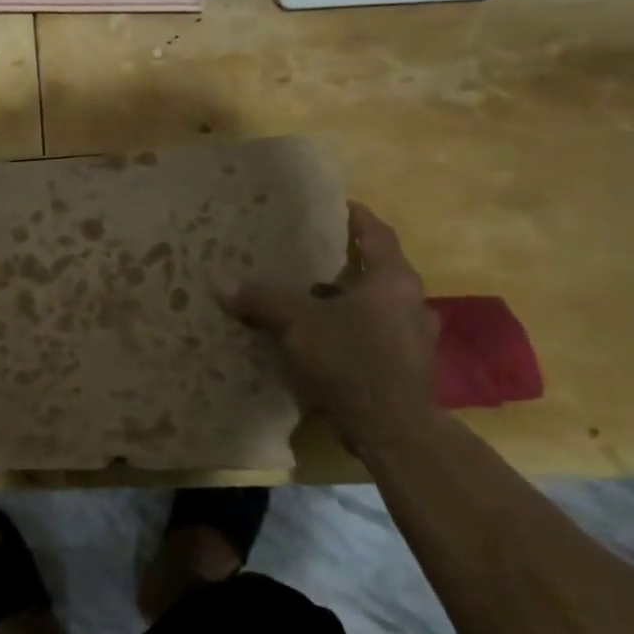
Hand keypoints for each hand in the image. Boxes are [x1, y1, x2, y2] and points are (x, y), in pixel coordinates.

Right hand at [219, 202, 438, 444]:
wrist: (392, 428)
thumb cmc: (351, 358)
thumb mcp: (298, 321)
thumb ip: (262, 299)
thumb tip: (222, 284)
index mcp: (393, 281)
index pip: (377, 235)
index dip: (357, 218)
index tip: (337, 205)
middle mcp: (411, 304)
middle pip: (376, 273)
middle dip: (343, 264)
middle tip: (308, 255)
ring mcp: (411, 340)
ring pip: (374, 309)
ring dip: (343, 302)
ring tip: (306, 299)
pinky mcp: (403, 370)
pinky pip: (370, 338)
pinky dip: (346, 333)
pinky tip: (316, 341)